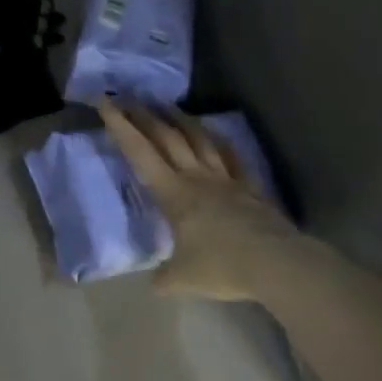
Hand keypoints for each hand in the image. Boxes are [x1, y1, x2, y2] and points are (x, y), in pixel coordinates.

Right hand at [100, 103, 293, 301]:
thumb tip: (155, 284)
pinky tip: (215, 135)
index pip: (139, 152)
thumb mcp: (184, 279)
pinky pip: (231, 157)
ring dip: (180, 119)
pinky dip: (220, 143)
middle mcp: (195, 177)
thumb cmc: (223, 265)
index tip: (104, 101)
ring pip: (198, 139)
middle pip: (167, 137)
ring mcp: (224, 179)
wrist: (277, 263)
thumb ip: (165, 278)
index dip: (119, 126)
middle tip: (128, 97)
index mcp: (173, 193)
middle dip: (144, 115)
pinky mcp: (249, 187)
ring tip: (167, 105)